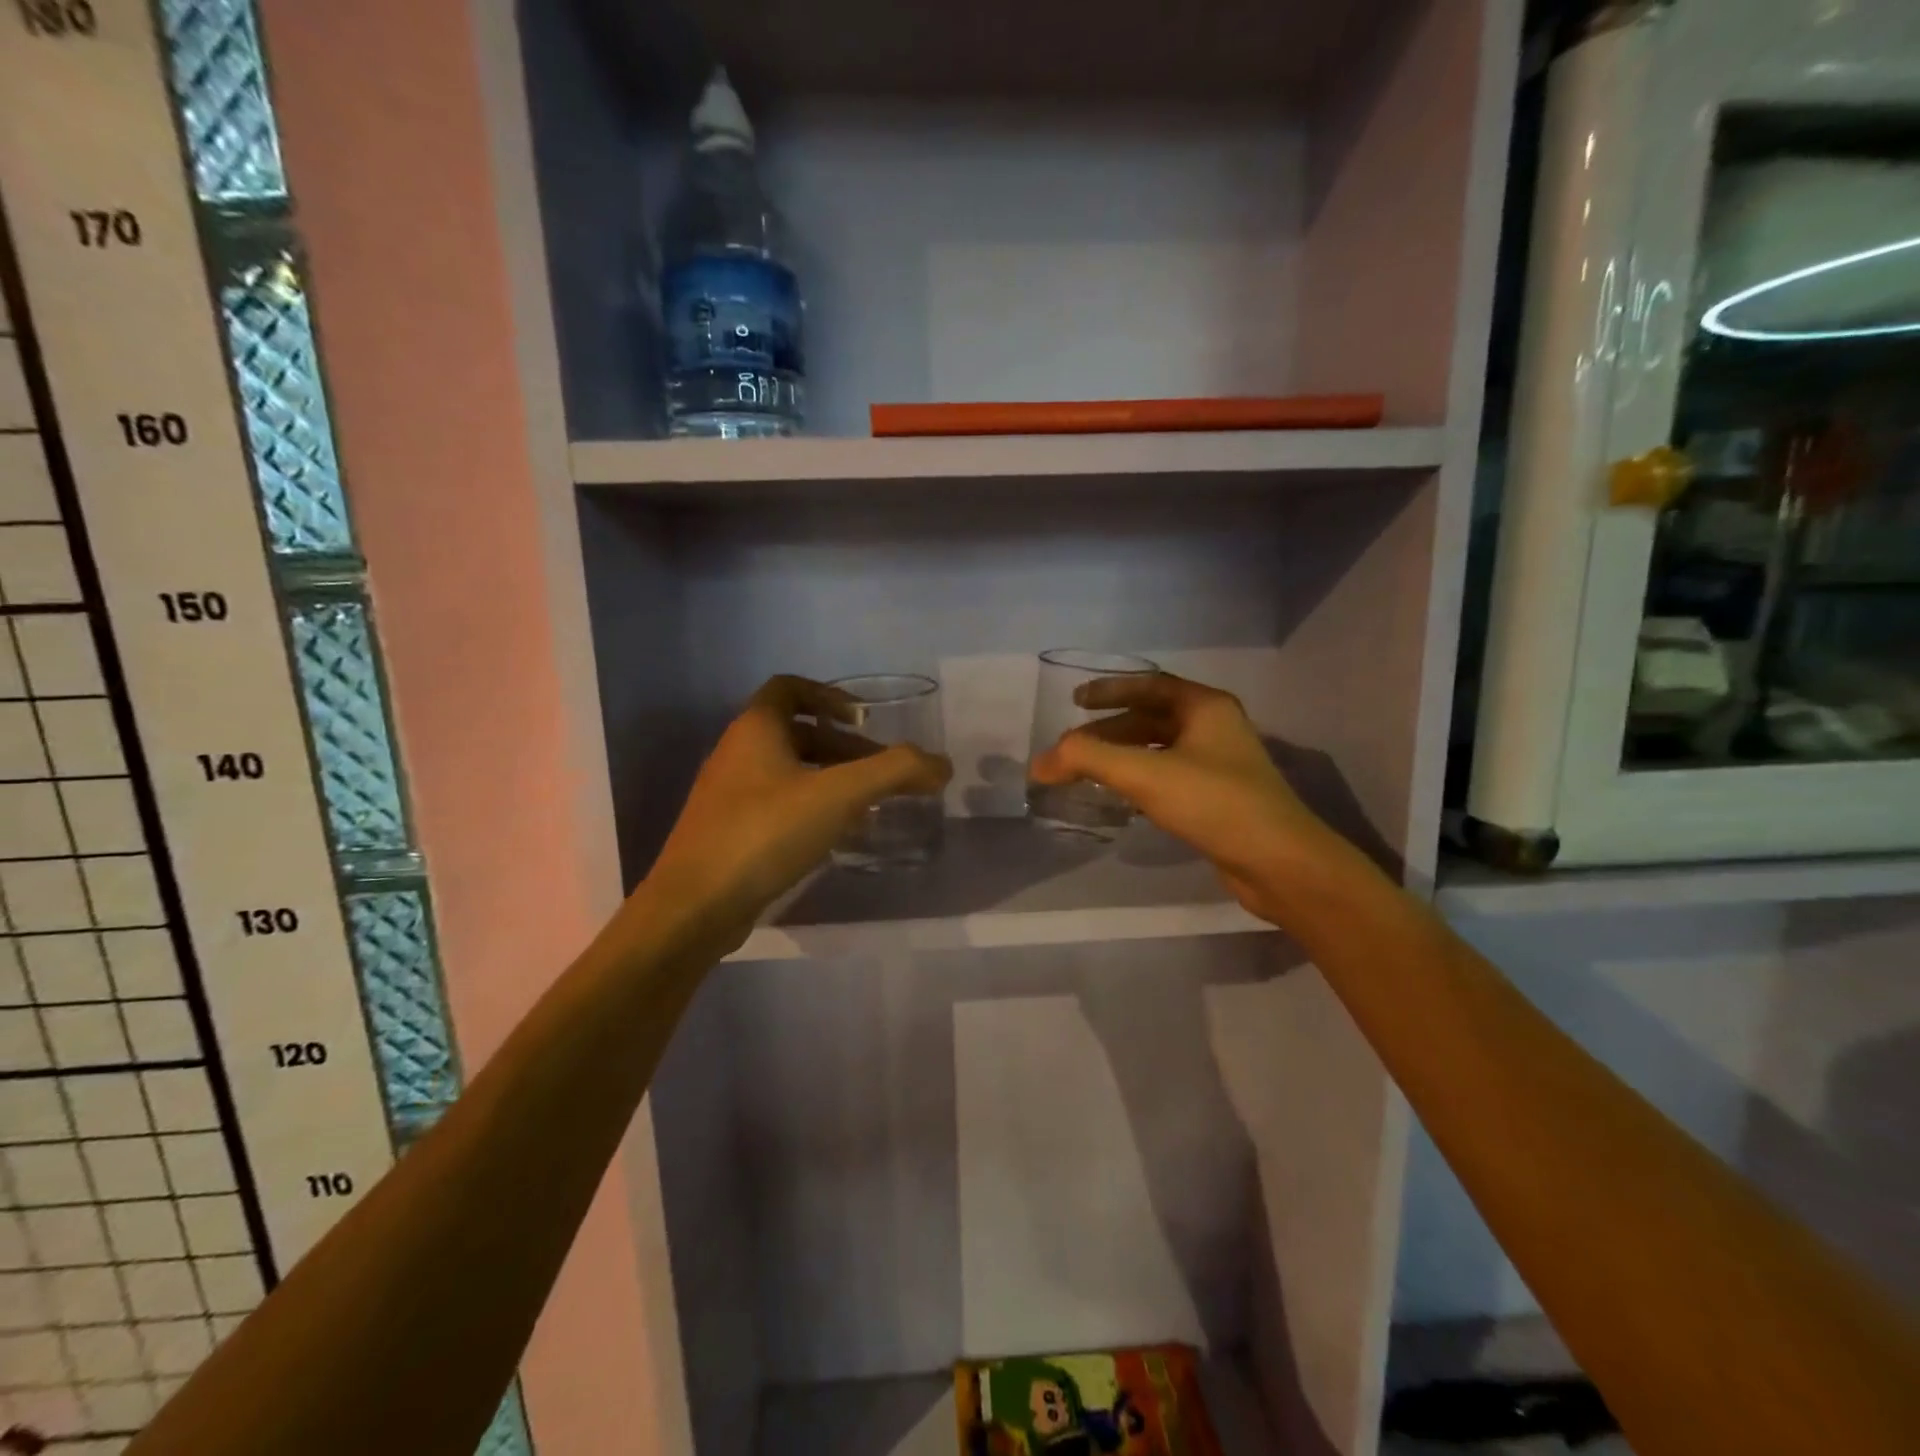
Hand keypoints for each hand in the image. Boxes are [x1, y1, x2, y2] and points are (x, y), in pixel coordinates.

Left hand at [644, 676, 951, 940]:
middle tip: (882, 772)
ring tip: (869, 804)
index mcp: (754, 729)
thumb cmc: (764, 833)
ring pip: (789, 772)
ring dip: (831, 779)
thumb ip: (895, 773)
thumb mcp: (838, 796)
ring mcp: (728, 796)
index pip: (789, 687)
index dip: (829, 695)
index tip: (863, 720)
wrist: (694, 907)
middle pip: (797, 733)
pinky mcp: (729, 833)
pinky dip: (812, 808)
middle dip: (844, 747)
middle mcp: (736, 753)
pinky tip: (837, 836)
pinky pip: (778, 805)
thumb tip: (942, 765)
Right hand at [1028, 672, 1352, 924]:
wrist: (1279, 864)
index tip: (1075, 702)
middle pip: (1151, 718)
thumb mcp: (1145, 774)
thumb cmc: (1214, 803)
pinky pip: (1168, 777)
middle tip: (1073, 747)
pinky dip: (1139, 780)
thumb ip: (1088, 760)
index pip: (1149, 686)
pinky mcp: (1218, 798)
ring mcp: (1219, 765)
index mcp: (1205, 707)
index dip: (1109, 690)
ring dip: (1122, 756)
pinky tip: (1119, 798)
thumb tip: (1040, 762)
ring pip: (1159, 750)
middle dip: (1109, 730)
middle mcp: (1215, 728)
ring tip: (1087, 771)